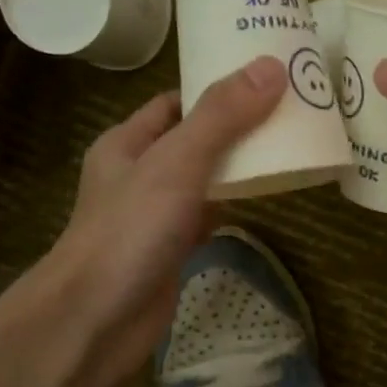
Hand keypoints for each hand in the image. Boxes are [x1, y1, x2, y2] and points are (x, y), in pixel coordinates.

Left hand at [44, 56, 286, 386]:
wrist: (96, 320)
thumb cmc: (130, 231)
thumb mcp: (176, 162)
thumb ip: (222, 117)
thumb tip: (271, 67)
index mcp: (127, 143)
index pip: (176, 102)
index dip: (216, 87)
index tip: (265, 79)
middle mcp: (139, 174)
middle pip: (194, 139)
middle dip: (236, 127)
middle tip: (289, 112)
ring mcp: (154, 215)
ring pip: (202, 180)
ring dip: (237, 168)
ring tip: (288, 147)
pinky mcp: (171, 250)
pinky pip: (206, 217)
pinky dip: (232, 206)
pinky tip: (264, 199)